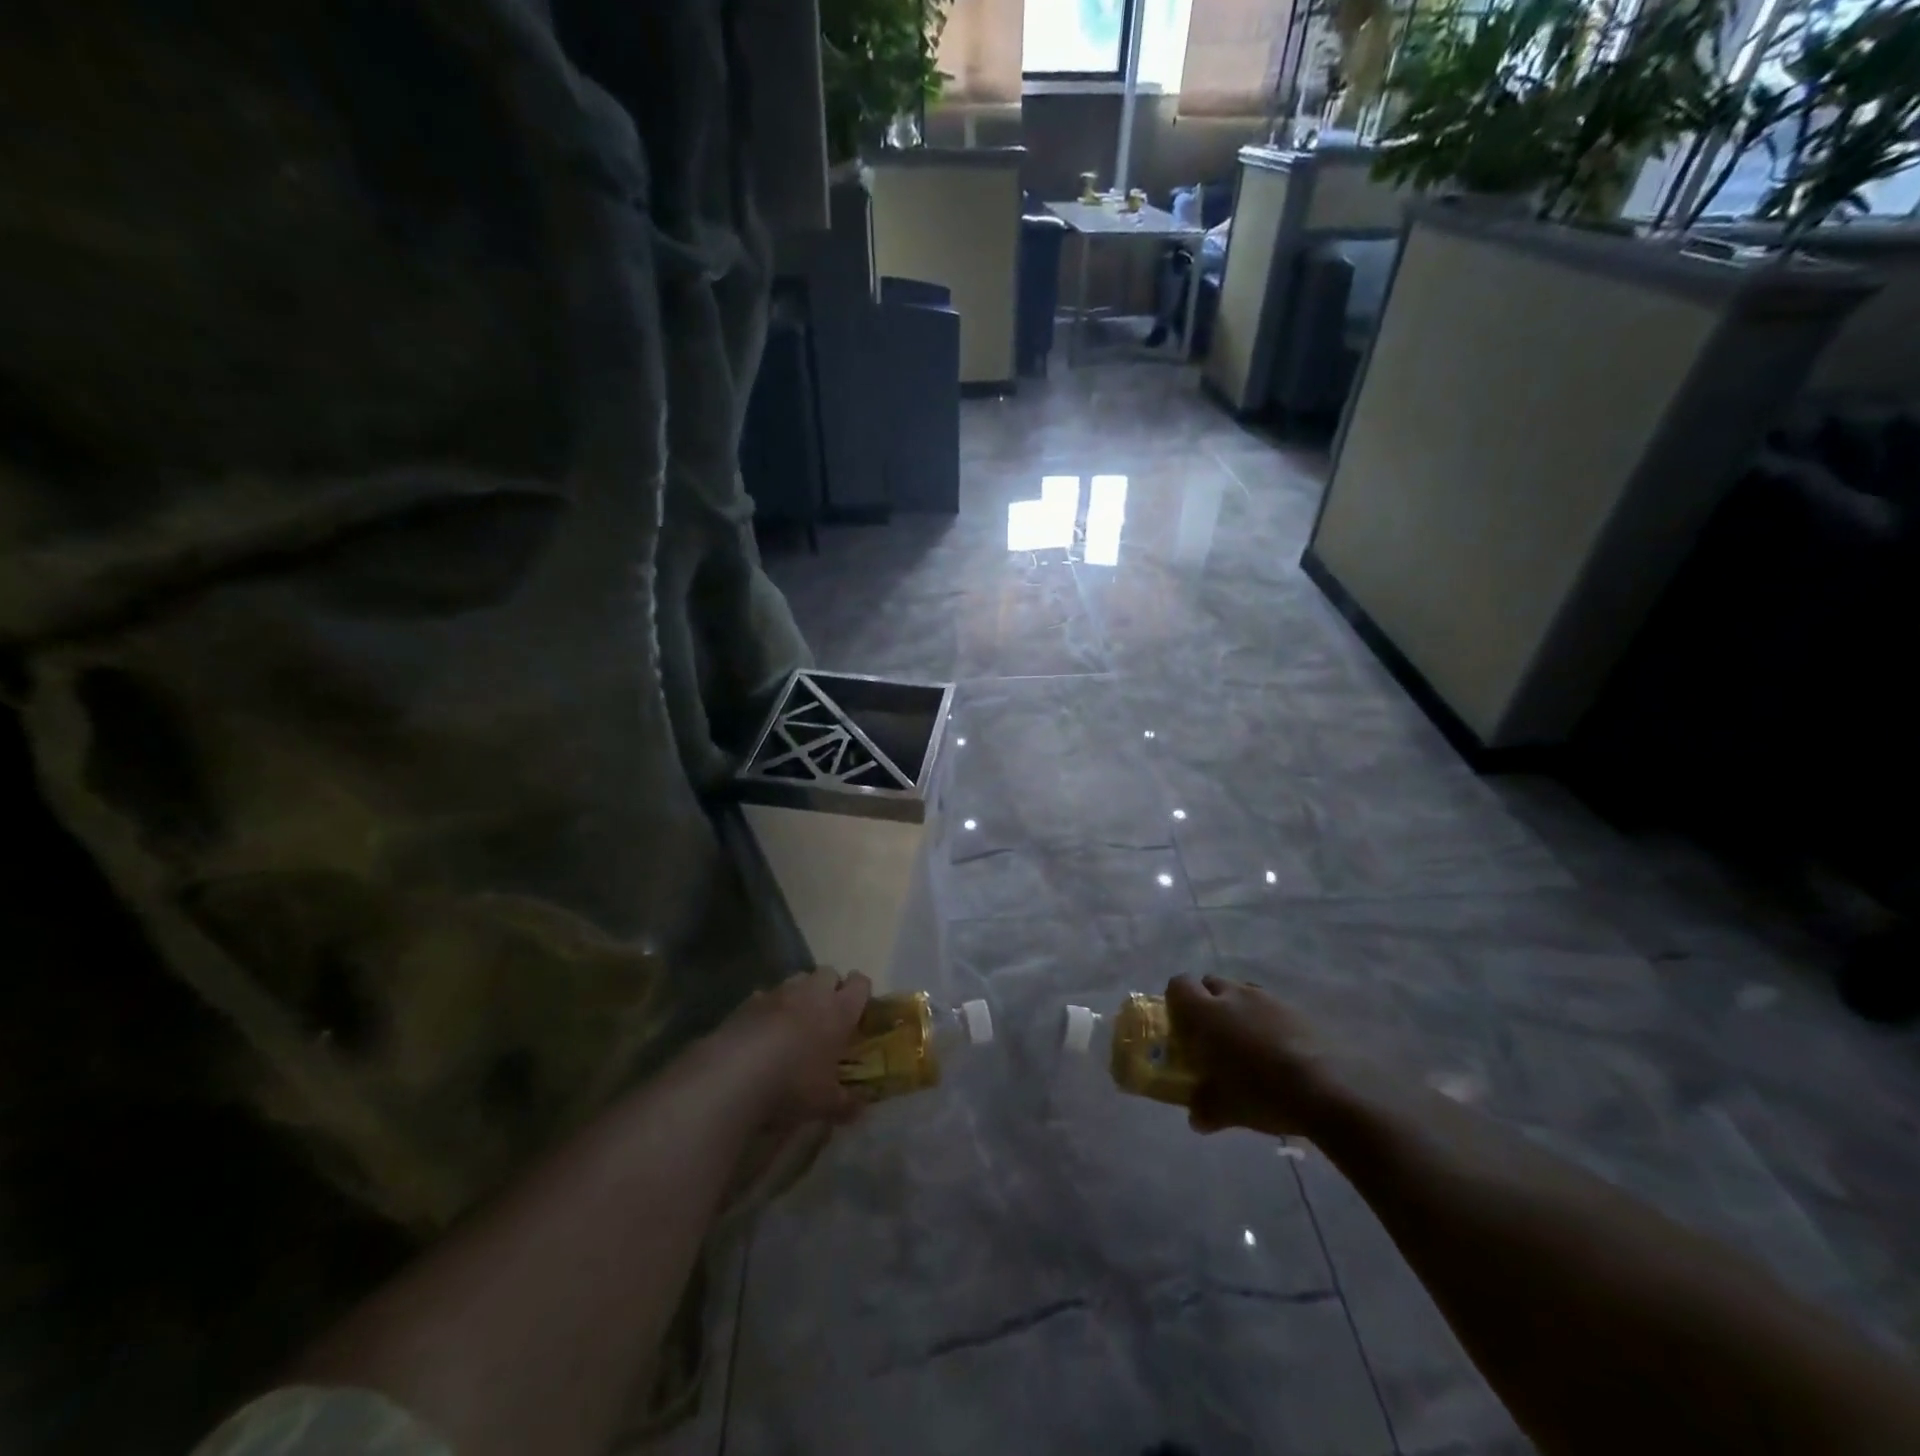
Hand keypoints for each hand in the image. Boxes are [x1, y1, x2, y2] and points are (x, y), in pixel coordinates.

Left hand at [719, 967, 871, 1124]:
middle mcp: (812, 992)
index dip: (861, 993)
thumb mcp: (826, 1103)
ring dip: (799, 996)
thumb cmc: (793, 1083)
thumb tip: (860, 1109)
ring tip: (793, 1024)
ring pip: (796, 980)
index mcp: (839, 1010)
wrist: (735, 1073)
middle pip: (828, 973)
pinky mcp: (747, 1001)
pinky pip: (764, 997)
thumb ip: (846, 1103)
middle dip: (830, 988)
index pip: (860, 984)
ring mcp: (778, 993)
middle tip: (827, 1017)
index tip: (858, 1011)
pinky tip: (762, 1033)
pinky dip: (768, 1009)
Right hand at [1165, 974, 1341, 1138]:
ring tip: (1248, 1044)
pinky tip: (1278, 1052)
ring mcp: (1268, 999)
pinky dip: (1268, 1021)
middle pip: (1211, 983)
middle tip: (1212, 1035)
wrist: (1327, 1089)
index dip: (1176, 1000)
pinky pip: (1271, 1007)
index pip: (1179, 985)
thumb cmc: (1261, 1093)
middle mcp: (1234, 995)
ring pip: (1243, 993)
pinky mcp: (1297, 1010)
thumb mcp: (1225, 1109)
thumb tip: (1196, 1117)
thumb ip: (1204, 1109)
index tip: (1181, 1024)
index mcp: (1206, 1012)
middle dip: (1208, 1002)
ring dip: (1238, 1010)